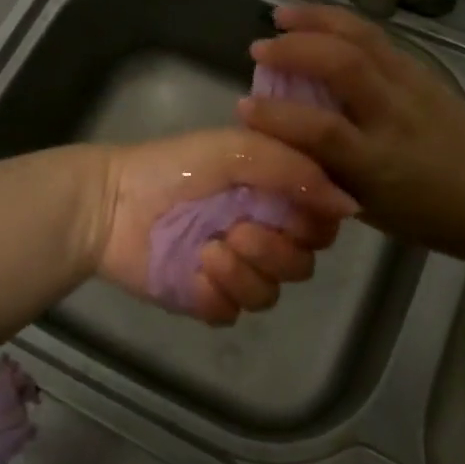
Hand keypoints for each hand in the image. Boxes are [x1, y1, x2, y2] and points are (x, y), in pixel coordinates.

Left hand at [86, 129, 355, 325]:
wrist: (112, 201)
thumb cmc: (175, 167)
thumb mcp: (238, 150)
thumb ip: (294, 171)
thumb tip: (352, 205)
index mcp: (271, 194)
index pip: (321, 222)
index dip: (315, 225)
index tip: (294, 216)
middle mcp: (260, 231)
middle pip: (302, 263)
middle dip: (276, 251)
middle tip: (239, 232)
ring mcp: (232, 267)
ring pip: (271, 292)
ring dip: (245, 274)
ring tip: (210, 252)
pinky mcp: (204, 296)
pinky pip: (233, 312)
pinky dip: (219, 295)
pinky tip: (196, 274)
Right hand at [238, 4, 464, 261]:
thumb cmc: (428, 216)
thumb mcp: (369, 208)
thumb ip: (326, 172)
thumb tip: (283, 142)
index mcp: (380, 163)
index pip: (322, 131)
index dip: (277, 117)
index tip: (243, 107)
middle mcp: (396, 116)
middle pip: (344, 66)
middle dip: (295, 49)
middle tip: (259, 48)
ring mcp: (413, 87)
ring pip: (363, 38)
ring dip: (317, 20)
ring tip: (282, 14)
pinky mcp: (424, 71)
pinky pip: (378, 37)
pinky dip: (342, 22)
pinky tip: (320, 20)